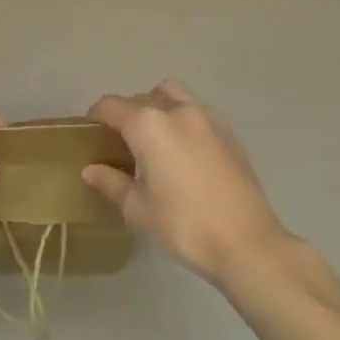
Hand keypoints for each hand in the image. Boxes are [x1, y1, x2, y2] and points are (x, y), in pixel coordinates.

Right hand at [83, 80, 290, 283]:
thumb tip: (91, 169)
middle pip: (140, 99)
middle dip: (126, 115)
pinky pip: (195, 111)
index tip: (90, 134)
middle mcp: (175, 110)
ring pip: (171, 95)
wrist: (248, 243)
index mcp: (148, 124)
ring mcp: (205, 117)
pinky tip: (184, 151)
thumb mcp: (139, 209)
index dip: (96, 116)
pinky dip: (182, 119)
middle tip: (120, 145)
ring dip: (156, 106)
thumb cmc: (185, 226)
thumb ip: (112, 183)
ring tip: (154, 139)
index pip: (111, 106)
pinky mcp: (227, 131)